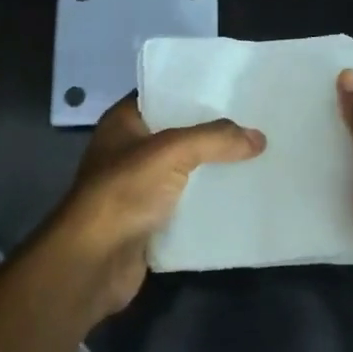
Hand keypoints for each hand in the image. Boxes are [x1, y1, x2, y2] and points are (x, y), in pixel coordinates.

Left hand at [40, 95, 264, 320]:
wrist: (93, 262)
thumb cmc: (124, 192)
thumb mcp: (171, 152)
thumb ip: (215, 139)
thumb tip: (259, 138)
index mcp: (124, 123)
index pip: (163, 95)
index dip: (195, 91)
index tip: (234, 89)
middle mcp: (129, 151)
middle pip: (179, 134)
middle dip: (214, 132)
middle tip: (257, 123)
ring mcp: (138, 188)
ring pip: (186, 171)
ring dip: (215, 169)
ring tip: (258, 157)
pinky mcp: (150, 221)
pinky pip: (187, 205)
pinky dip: (209, 203)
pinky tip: (242, 197)